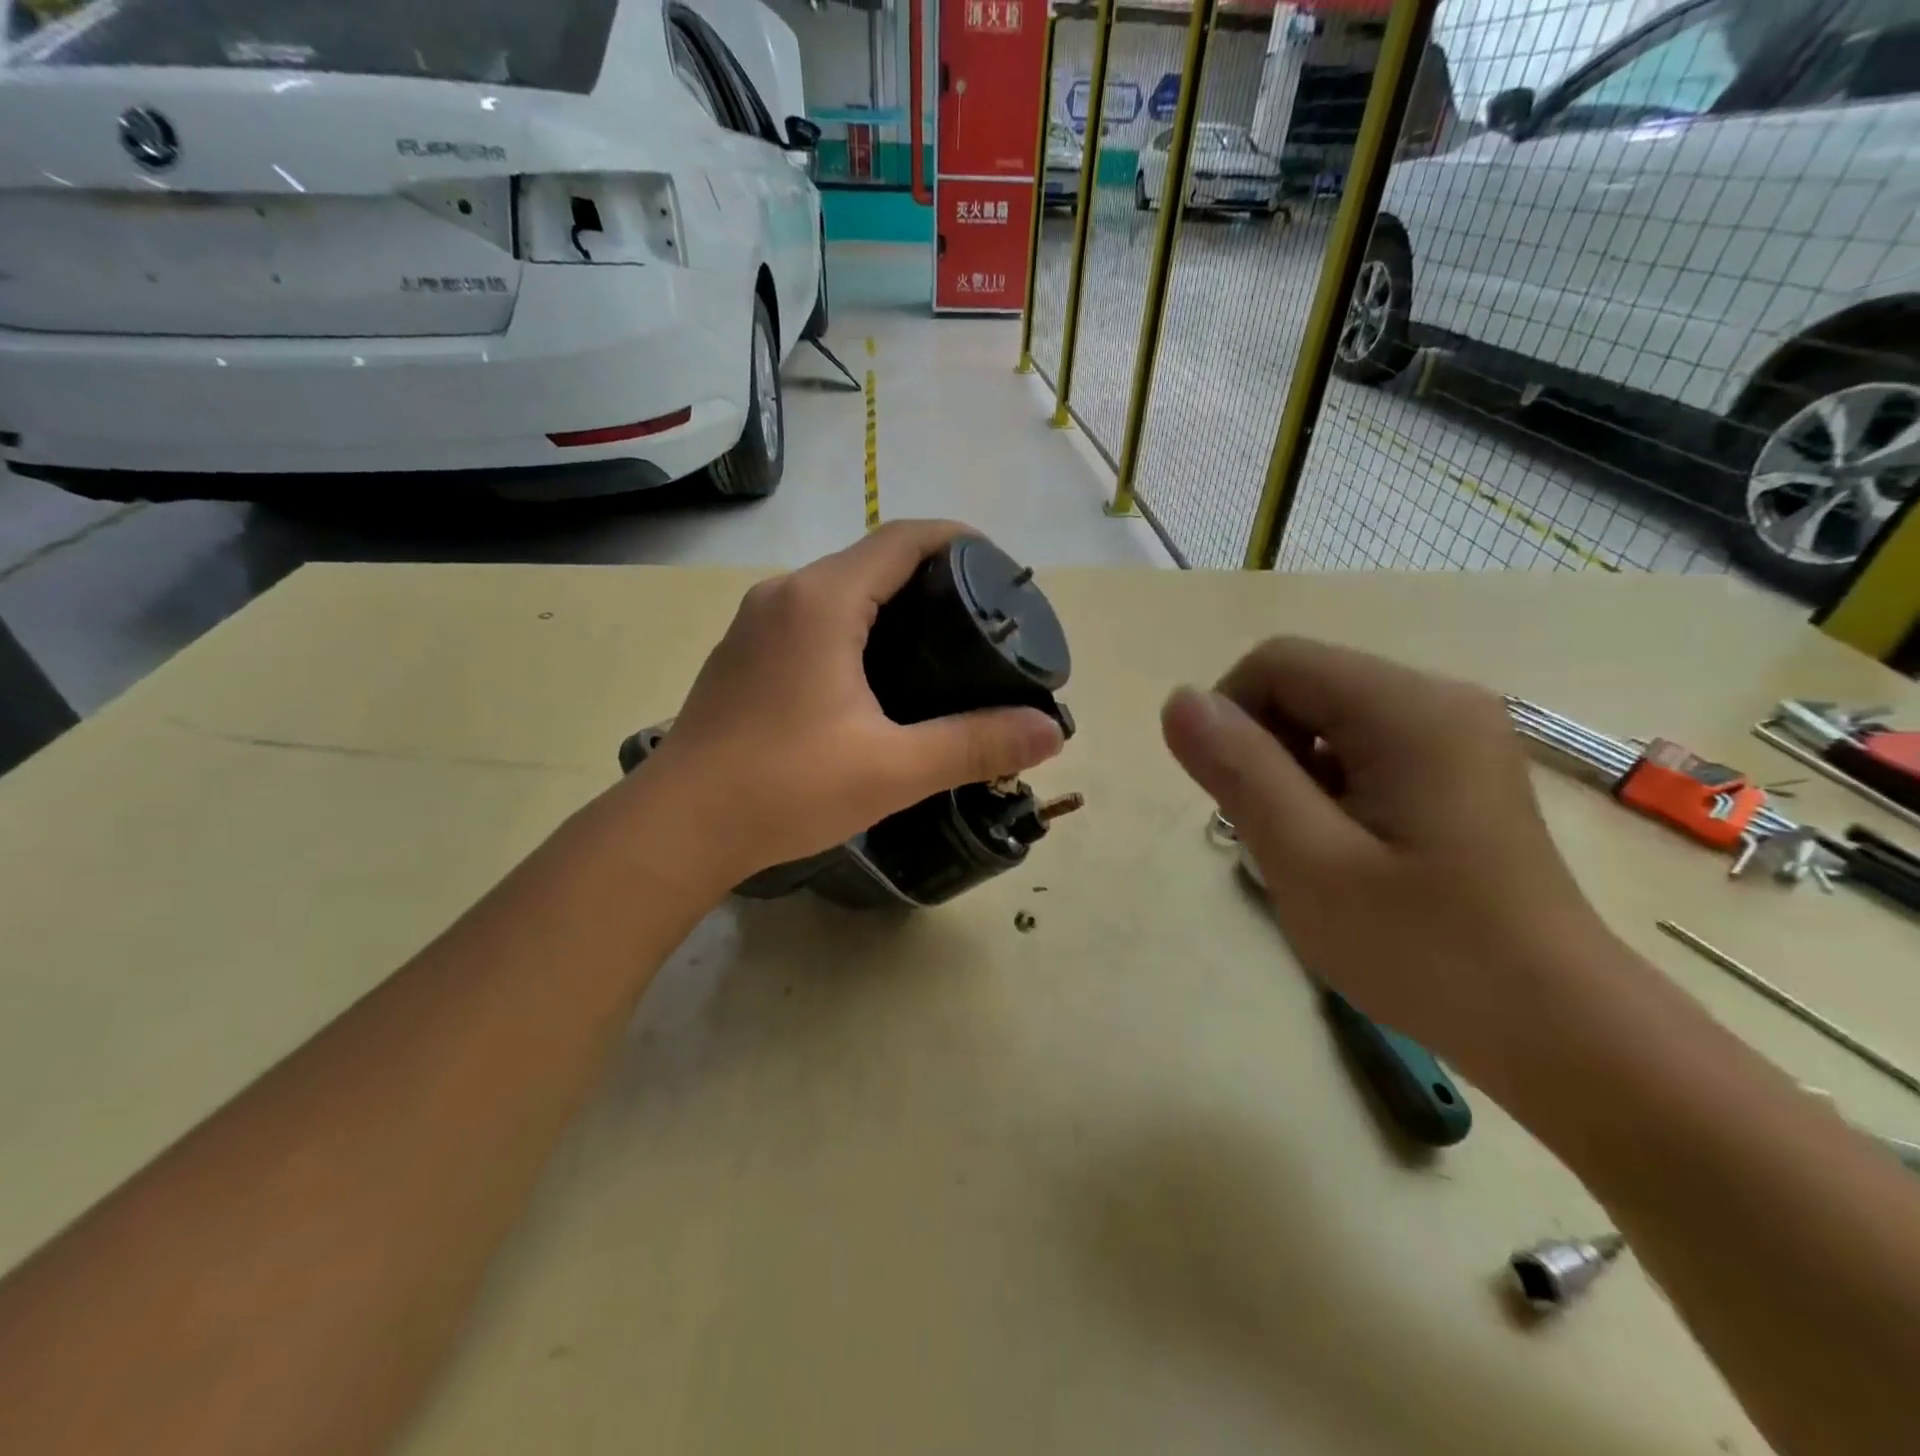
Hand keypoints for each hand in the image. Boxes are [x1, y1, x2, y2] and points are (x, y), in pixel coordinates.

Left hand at [625, 521, 1064, 896]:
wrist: (679, 826)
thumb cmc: (786, 787)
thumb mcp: (893, 769)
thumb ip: (975, 745)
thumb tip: (1050, 732)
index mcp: (822, 600)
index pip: (902, 538)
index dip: (957, 540)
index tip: (1000, 569)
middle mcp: (784, 594)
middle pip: (870, 559)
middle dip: (930, 576)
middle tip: (980, 620)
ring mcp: (754, 623)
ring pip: (837, 588)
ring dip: (889, 602)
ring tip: (937, 646)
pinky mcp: (742, 654)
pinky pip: (810, 617)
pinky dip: (853, 626)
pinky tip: (874, 674)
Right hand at [1161, 638, 1612, 1063]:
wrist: (1558, 1032)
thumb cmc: (1426, 950)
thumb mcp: (1309, 862)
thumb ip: (1241, 772)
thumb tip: (1178, 700)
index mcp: (1409, 709)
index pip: (1277, 662)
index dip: (1230, 718)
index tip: (1234, 800)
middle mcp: (1438, 700)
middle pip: (1303, 684)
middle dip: (1262, 750)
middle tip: (1273, 835)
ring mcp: (1455, 735)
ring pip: (1325, 718)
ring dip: (1291, 773)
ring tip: (1311, 849)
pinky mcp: (1456, 770)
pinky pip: (1359, 748)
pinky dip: (1327, 787)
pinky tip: (1347, 850)